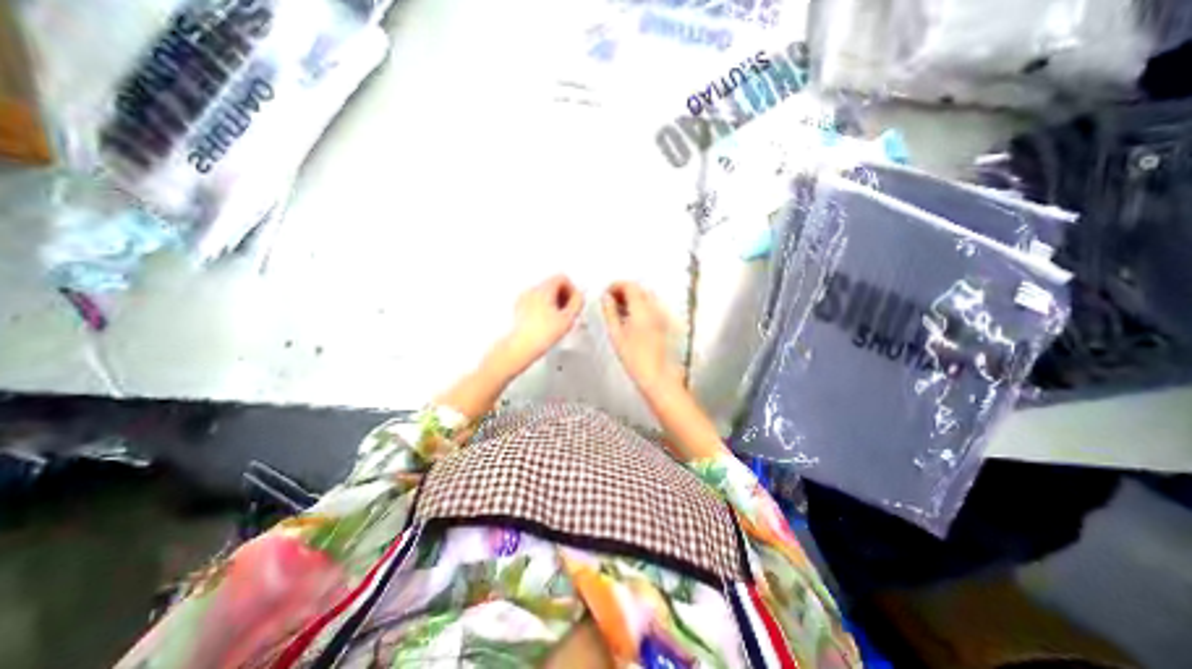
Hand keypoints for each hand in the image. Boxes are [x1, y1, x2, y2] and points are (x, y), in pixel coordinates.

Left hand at [495, 271, 584, 374]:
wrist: (522, 346)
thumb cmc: (542, 334)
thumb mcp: (568, 318)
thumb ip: (577, 302)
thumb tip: (579, 295)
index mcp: (544, 289)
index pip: (562, 278)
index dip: (572, 289)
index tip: (574, 302)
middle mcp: (532, 290)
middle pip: (552, 284)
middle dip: (563, 295)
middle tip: (568, 311)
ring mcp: (523, 299)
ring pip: (544, 293)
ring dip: (554, 302)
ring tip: (558, 318)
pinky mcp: (519, 308)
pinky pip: (535, 301)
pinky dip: (544, 307)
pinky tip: (547, 322)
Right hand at [601, 280, 683, 394]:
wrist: (657, 376)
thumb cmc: (635, 358)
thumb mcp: (616, 334)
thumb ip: (610, 313)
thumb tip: (606, 299)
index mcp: (641, 309)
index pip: (630, 286)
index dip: (616, 286)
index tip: (606, 293)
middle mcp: (654, 308)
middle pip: (639, 289)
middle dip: (624, 290)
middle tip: (611, 300)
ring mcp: (662, 315)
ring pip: (647, 297)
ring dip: (633, 297)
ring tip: (619, 309)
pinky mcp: (665, 324)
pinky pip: (652, 306)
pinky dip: (641, 305)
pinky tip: (632, 318)